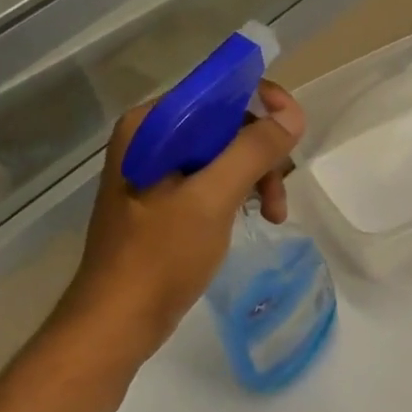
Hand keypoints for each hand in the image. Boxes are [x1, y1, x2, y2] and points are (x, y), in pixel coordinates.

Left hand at [49, 82, 304, 365]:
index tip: (293, 135)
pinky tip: (255, 217)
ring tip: (274, 215)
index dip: (263, 104)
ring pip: (226, 153)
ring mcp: (157, 170)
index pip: (218, 90)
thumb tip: (292, 115)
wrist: (118, 321)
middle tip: (279, 194)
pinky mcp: (166, 199)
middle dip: (262, 153)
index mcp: (152, 125)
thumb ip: (252, 151)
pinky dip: (240, 194)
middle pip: (226, 123)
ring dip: (257, 177)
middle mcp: (151, 138)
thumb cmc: (161, 257)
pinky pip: (214, 179)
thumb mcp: (212, 199)